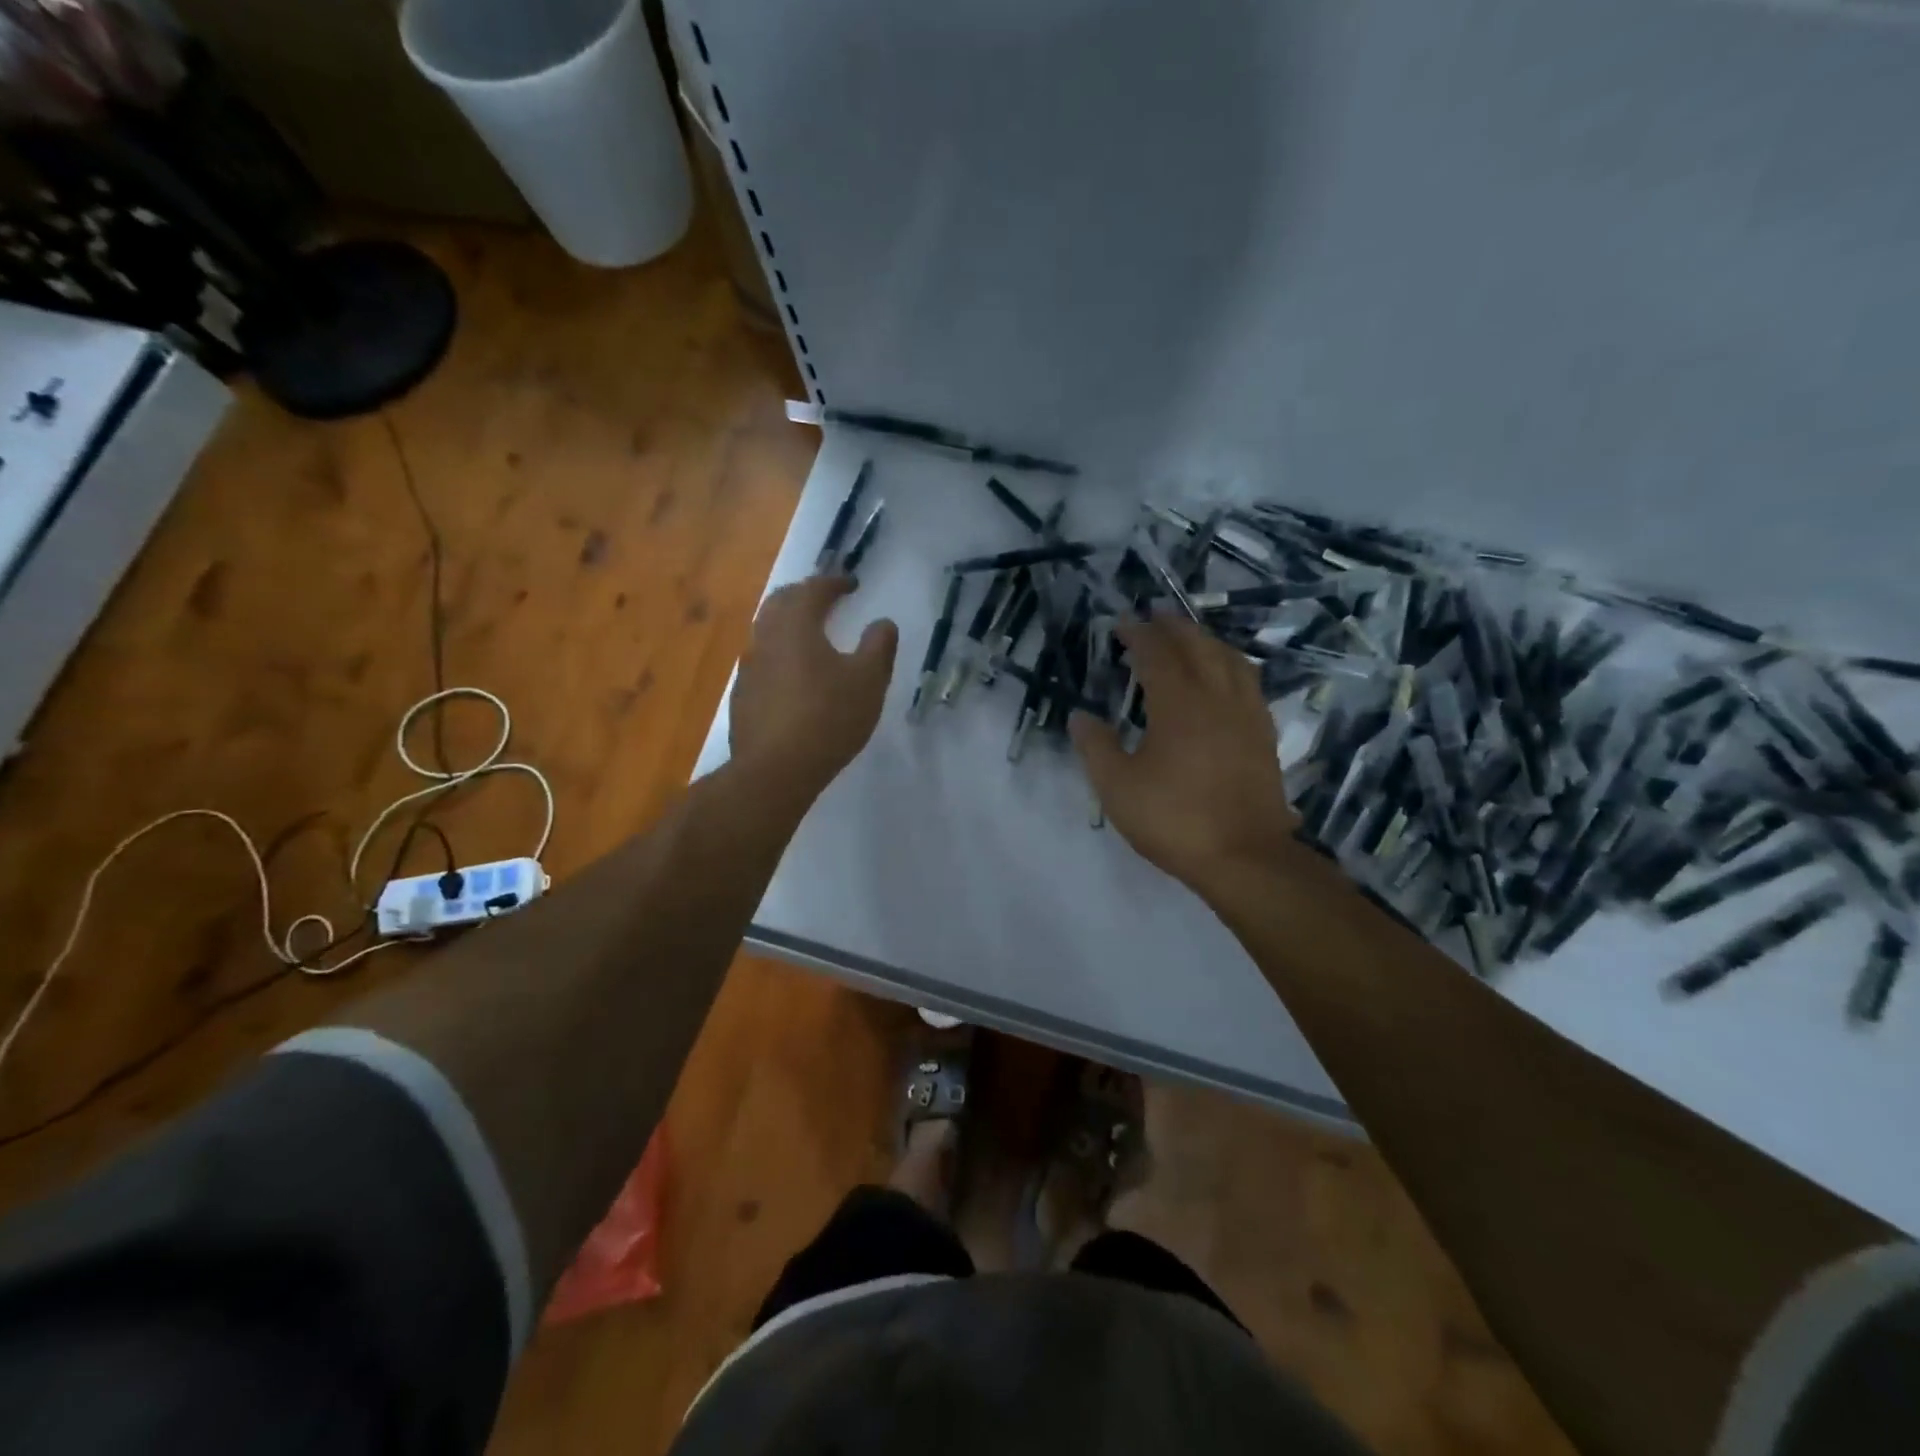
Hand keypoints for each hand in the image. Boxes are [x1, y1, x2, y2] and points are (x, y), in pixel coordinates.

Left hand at [730, 575, 897, 805]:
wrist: (775, 770)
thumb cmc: (828, 718)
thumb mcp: (869, 682)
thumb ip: (879, 646)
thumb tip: (882, 623)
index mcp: (796, 626)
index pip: (812, 590)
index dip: (833, 582)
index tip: (851, 584)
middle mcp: (766, 638)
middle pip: (780, 602)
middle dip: (804, 595)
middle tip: (826, 599)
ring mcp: (750, 668)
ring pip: (767, 631)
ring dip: (789, 624)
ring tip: (811, 634)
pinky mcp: (743, 696)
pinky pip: (763, 661)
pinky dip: (781, 654)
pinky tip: (794, 675)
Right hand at [1070, 616, 1298, 901]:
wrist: (1244, 856)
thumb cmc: (1174, 819)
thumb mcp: (1118, 788)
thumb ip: (1096, 747)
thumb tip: (1080, 716)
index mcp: (1178, 704)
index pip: (1156, 654)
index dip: (1138, 634)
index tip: (1122, 622)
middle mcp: (1216, 697)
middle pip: (1197, 646)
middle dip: (1174, 626)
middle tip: (1155, 615)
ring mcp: (1246, 714)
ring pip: (1229, 659)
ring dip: (1206, 639)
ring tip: (1190, 636)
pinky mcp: (1263, 734)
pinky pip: (1248, 681)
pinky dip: (1230, 664)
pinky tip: (1225, 676)